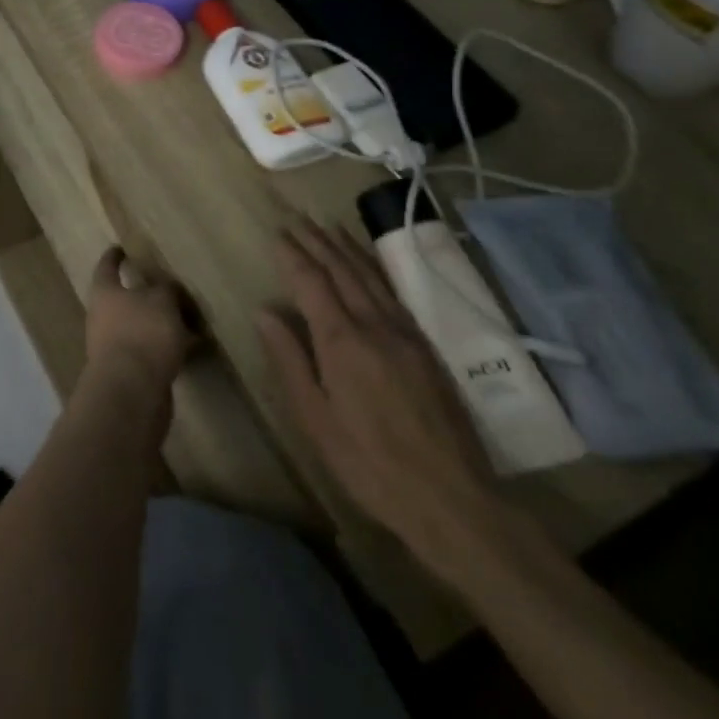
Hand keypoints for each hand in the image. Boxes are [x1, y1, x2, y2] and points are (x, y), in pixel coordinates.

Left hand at [84, 246, 197, 399]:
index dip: (113, 257)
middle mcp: (103, 317)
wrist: (131, 393)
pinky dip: (167, 347)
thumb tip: (166, 289)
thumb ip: (165, 289)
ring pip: (139, 327)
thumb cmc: (142, 334)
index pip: (106, 267)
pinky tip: (191, 347)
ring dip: (158, 323)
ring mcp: (114, 347)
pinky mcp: (129, 373)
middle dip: (142, 293)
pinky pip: (150, 352)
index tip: (120, 248)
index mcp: (105, 293)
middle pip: (122, 299)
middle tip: (167, 287)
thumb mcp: (161, 301)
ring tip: (188, 318)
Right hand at [256, 220, 507, 576]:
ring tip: (329, 228)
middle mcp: (374, 326)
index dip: (293, 255)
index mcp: (342, 341)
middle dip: (317, 242)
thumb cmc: (370, 463)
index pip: (311, 282)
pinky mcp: (427, 349)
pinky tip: (369, 268)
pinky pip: (394, 294)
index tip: (278, 232)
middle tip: (298, 218)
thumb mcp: (315, 419)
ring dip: (347, 249)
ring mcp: (406, 334)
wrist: (454, 501)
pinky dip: (375, 271)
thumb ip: (289, 360)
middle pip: (342, 271)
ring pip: (371, 277)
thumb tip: (265, 311)